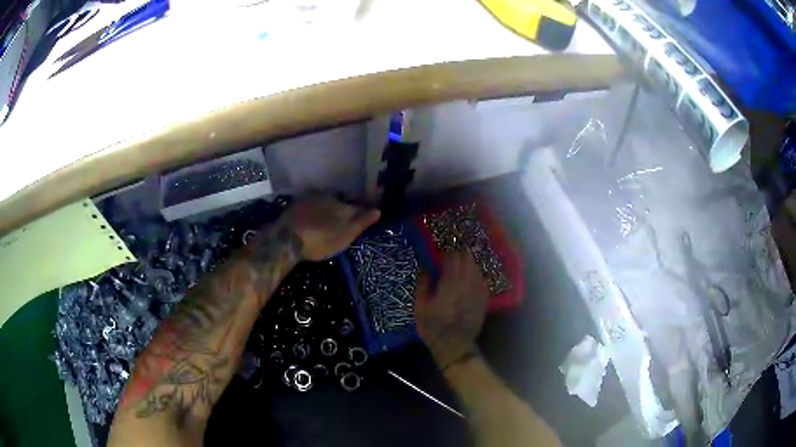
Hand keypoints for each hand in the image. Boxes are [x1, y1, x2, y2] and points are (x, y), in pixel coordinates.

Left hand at [282, 196, 379, 260]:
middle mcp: (325, 195)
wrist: (286, 240)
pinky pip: (310, 205)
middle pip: (340, 199)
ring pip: (324, 201)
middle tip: (349, 214)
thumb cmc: (321, 239)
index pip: (357, 201)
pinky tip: (314, 219)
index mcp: (340, 201)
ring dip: (329, 207)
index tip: (370, 207)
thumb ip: (362, 221)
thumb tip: (378, 210)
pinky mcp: (294, 207)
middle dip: (345, 204)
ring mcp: (307, 199)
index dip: (364, 206)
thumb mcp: (345, 234)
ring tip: (331, 217)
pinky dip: (315, 211)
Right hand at [415, 250, 489, 368]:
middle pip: (467, 261)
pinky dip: (480, 269)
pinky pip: (483, 279)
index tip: (447, 239)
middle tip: (458, 239)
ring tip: (467, 248)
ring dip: (472, 256)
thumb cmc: (432, 328)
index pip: (451, 261)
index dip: (450, 248)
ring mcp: (477, 292)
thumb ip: (423, 285)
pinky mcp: (483, 299)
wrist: (454, 347)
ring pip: (476, 268)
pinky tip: (477, 265)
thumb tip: (424, 265)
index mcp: (448, 288)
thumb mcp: (420, 308)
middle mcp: (465, 286)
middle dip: (463, 248)